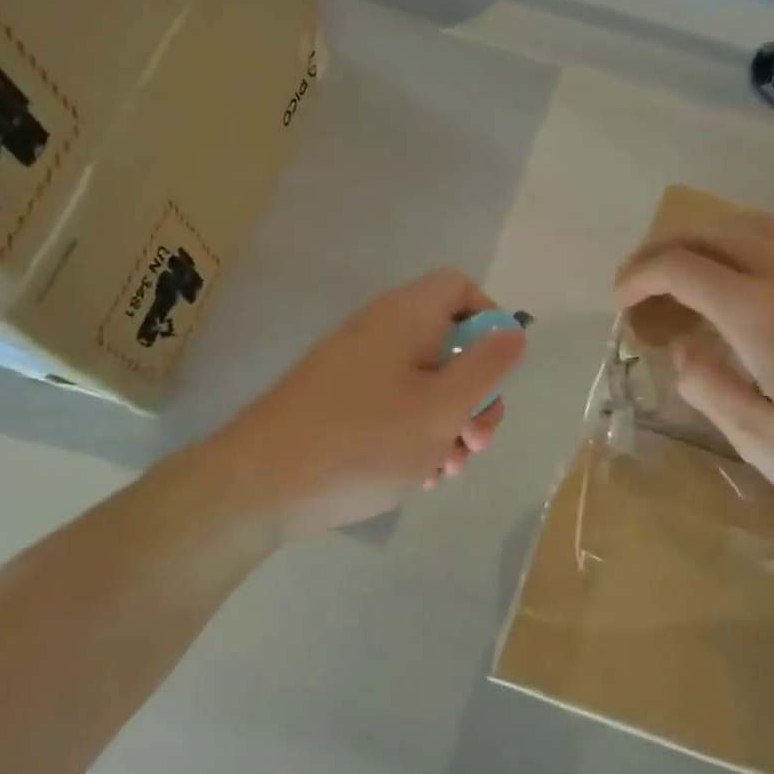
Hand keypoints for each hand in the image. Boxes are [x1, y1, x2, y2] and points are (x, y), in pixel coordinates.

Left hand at [215, 270, 526, 531]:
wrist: (260, 485)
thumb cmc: (364, 441)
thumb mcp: (442, 407)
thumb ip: (486, 367)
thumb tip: (513, 331)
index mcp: (407, 316)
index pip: (461, 288)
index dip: (490, 322)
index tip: (497, 372)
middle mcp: (381, 332)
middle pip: (450, 344)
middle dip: (475, 395)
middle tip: (476, 442)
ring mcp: (357, 369)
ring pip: (426, 384)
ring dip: (449, 425)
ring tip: (445, 470)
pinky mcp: (340, 403)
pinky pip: (395, 407)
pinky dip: (416, 436)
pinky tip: (417, 477)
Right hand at [615, 210, 773, 537]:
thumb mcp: (764, 443)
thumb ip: (710, 388)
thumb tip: (683, 351)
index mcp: (760, 311)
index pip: (681, 268)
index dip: (640, 277)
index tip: (621, 301)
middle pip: (715, 231)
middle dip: (667, 247)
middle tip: (642, 280)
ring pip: (759, 223)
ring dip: (713, 236)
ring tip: (693, 267)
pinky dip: (761, 236)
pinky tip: (763, 262)